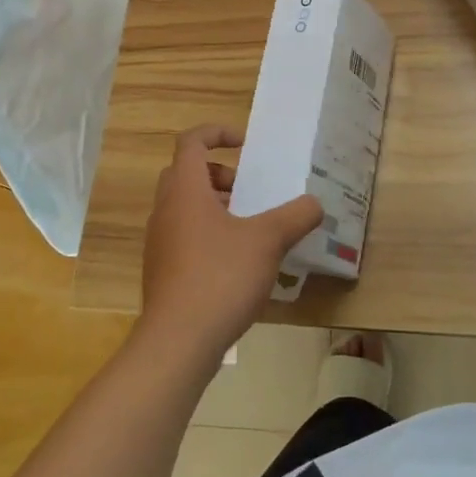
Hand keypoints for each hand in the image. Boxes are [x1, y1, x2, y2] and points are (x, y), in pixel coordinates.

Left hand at [138, 125, 323, 365]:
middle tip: (249, 190)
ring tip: (250, 227)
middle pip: (186, 173)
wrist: (178, 342)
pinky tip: (238, 263)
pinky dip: (209, 234)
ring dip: (216, 205)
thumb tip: (315, 204)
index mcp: (185, 190)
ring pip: (185, 207)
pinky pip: (184, 237)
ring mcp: (160, 243)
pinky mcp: (162, 272)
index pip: (191, 142)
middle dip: (220, 173)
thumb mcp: (268, 241)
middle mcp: (166, 210)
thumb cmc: (220, 277)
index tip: (246, 144)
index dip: (217, 133)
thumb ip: (296, 217)